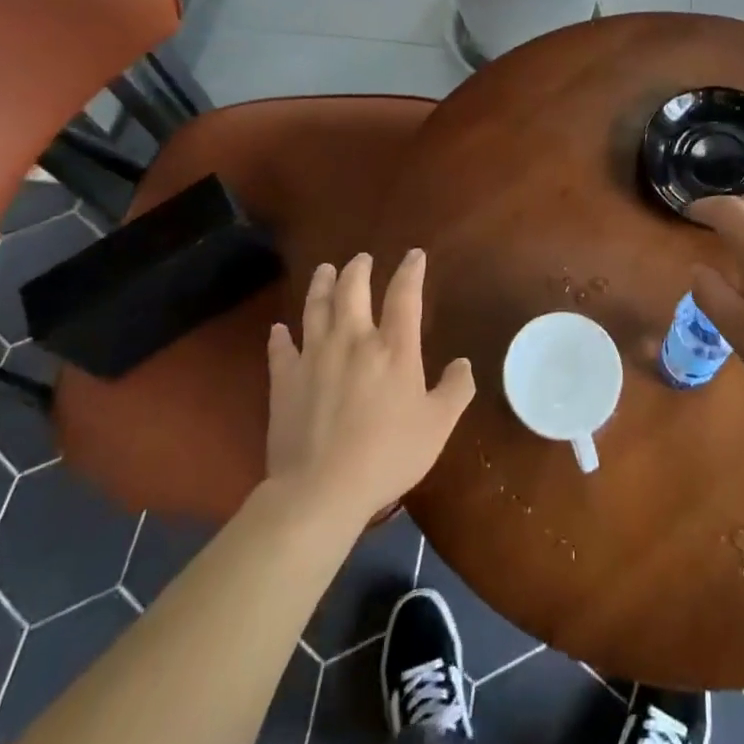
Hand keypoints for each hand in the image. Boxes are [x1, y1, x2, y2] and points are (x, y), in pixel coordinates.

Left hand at [265, 250, 474, 524]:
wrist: (322, 489)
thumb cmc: (388, 455)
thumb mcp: (438, 426)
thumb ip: (455, 390)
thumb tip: (463, 363)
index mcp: (394, 348)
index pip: (404, 295)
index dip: (410, 271)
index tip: (413, 255)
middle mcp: (353, 341)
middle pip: (353, 290)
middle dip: (358, 269)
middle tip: (361, 259)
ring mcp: (314, 357)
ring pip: (316, 308)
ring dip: (321, 285)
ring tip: (324, 270)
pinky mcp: (285, 380)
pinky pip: (281, 349)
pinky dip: (280, 335)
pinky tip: (279, 328)